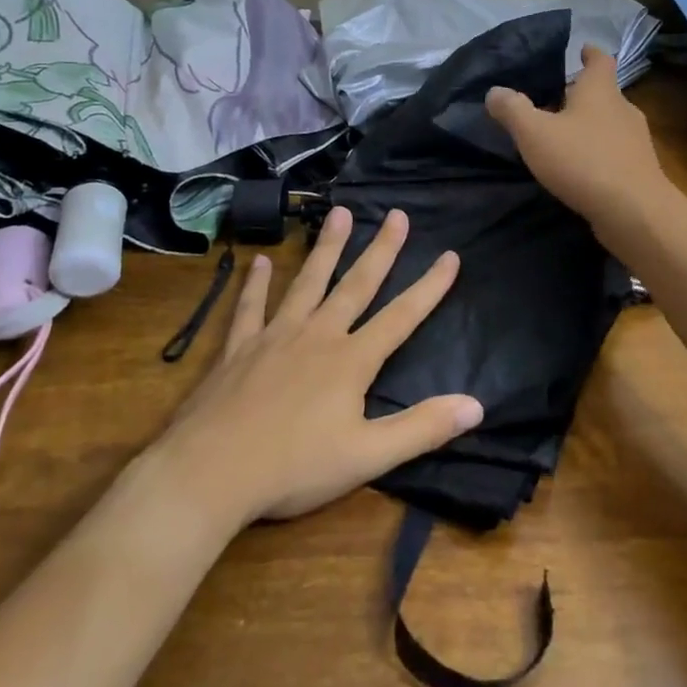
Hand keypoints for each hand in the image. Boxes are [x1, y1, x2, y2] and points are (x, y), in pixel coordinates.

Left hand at [149, 206, 480, 524]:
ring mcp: (275, 337)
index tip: (450, 255)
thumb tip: (477, 406)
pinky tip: (259, 261)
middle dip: (381, 250)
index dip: (430, 287)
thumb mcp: (367, 457)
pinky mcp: (238, 349)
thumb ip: (422, 429)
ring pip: (308, 283)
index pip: (401, 317)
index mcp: (351, 361)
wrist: (209, 473)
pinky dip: (256, 284)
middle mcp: (317, 336)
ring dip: (326, 248)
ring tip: (339, 213)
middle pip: (356, 285)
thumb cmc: (294, 468)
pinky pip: (250, 308)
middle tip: (397, 214)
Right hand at [486, 45, 668, 227]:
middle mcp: (623, 109)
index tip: (581, 49)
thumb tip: (494, 91)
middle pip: (605, 93)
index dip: (590, 53)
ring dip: (591, 125)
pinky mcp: (640, 170)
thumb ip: (513, 110)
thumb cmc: (583, 160)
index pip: (600, 60)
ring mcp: (636, 141)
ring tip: (566, 135)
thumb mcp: (535, 133)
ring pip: (611, 123)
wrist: (634, 211)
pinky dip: (599, 153)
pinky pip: (616, 152)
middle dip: (584, 94)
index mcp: (600, 91)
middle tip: (558, 98)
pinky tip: (582, 168)